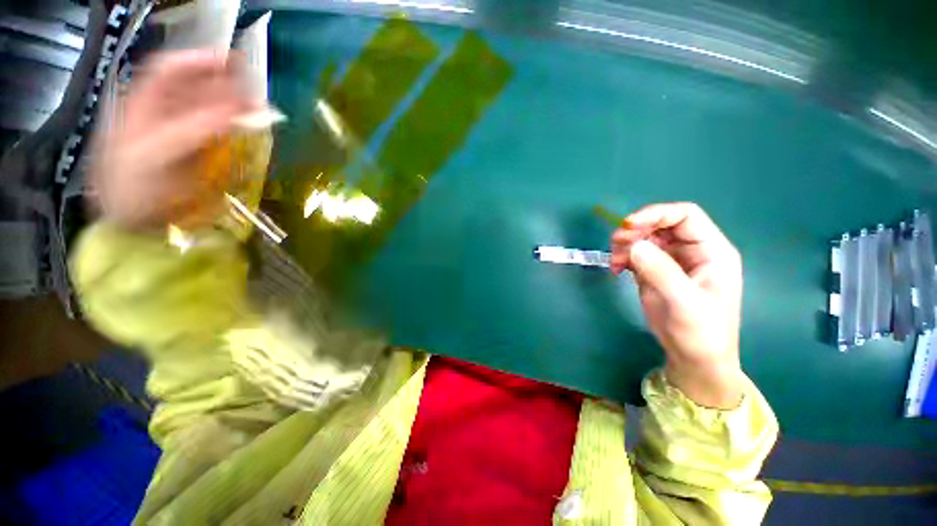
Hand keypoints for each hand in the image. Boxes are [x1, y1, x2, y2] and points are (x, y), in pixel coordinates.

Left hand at [91, 50, 258, 229]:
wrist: (132, 220)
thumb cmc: (133, 187)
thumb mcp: (157, 154)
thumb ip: (195, 129)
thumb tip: (238, 113)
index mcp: (144, 104)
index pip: (172, 69)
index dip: (201, 61)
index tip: (233, 62)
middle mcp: (163, 111)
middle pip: (195, 86)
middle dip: (225, 83)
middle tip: (255, 89)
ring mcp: (181, 131)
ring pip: (210, 108)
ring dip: (235, 104)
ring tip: (258, 107)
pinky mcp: (197, 150)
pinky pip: (218, 130)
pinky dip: (235, 125)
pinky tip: (249, 125)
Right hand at [611, 203, 744, 408]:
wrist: (693, 357)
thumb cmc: (701, 332)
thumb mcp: (685, 303)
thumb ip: (662, 271)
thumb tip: (633, 245)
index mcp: (711, 251)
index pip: (685, 216)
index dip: (657, 214)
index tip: (629, 225)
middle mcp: (692, 251)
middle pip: (661, 224)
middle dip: (636, 230)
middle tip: (616, 244)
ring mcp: (672, 261)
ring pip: (645, 237)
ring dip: (625, 244)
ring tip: (615, 262)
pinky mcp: (654, 271)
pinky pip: (636, 253)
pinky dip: (622, 257)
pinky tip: (616, 270)